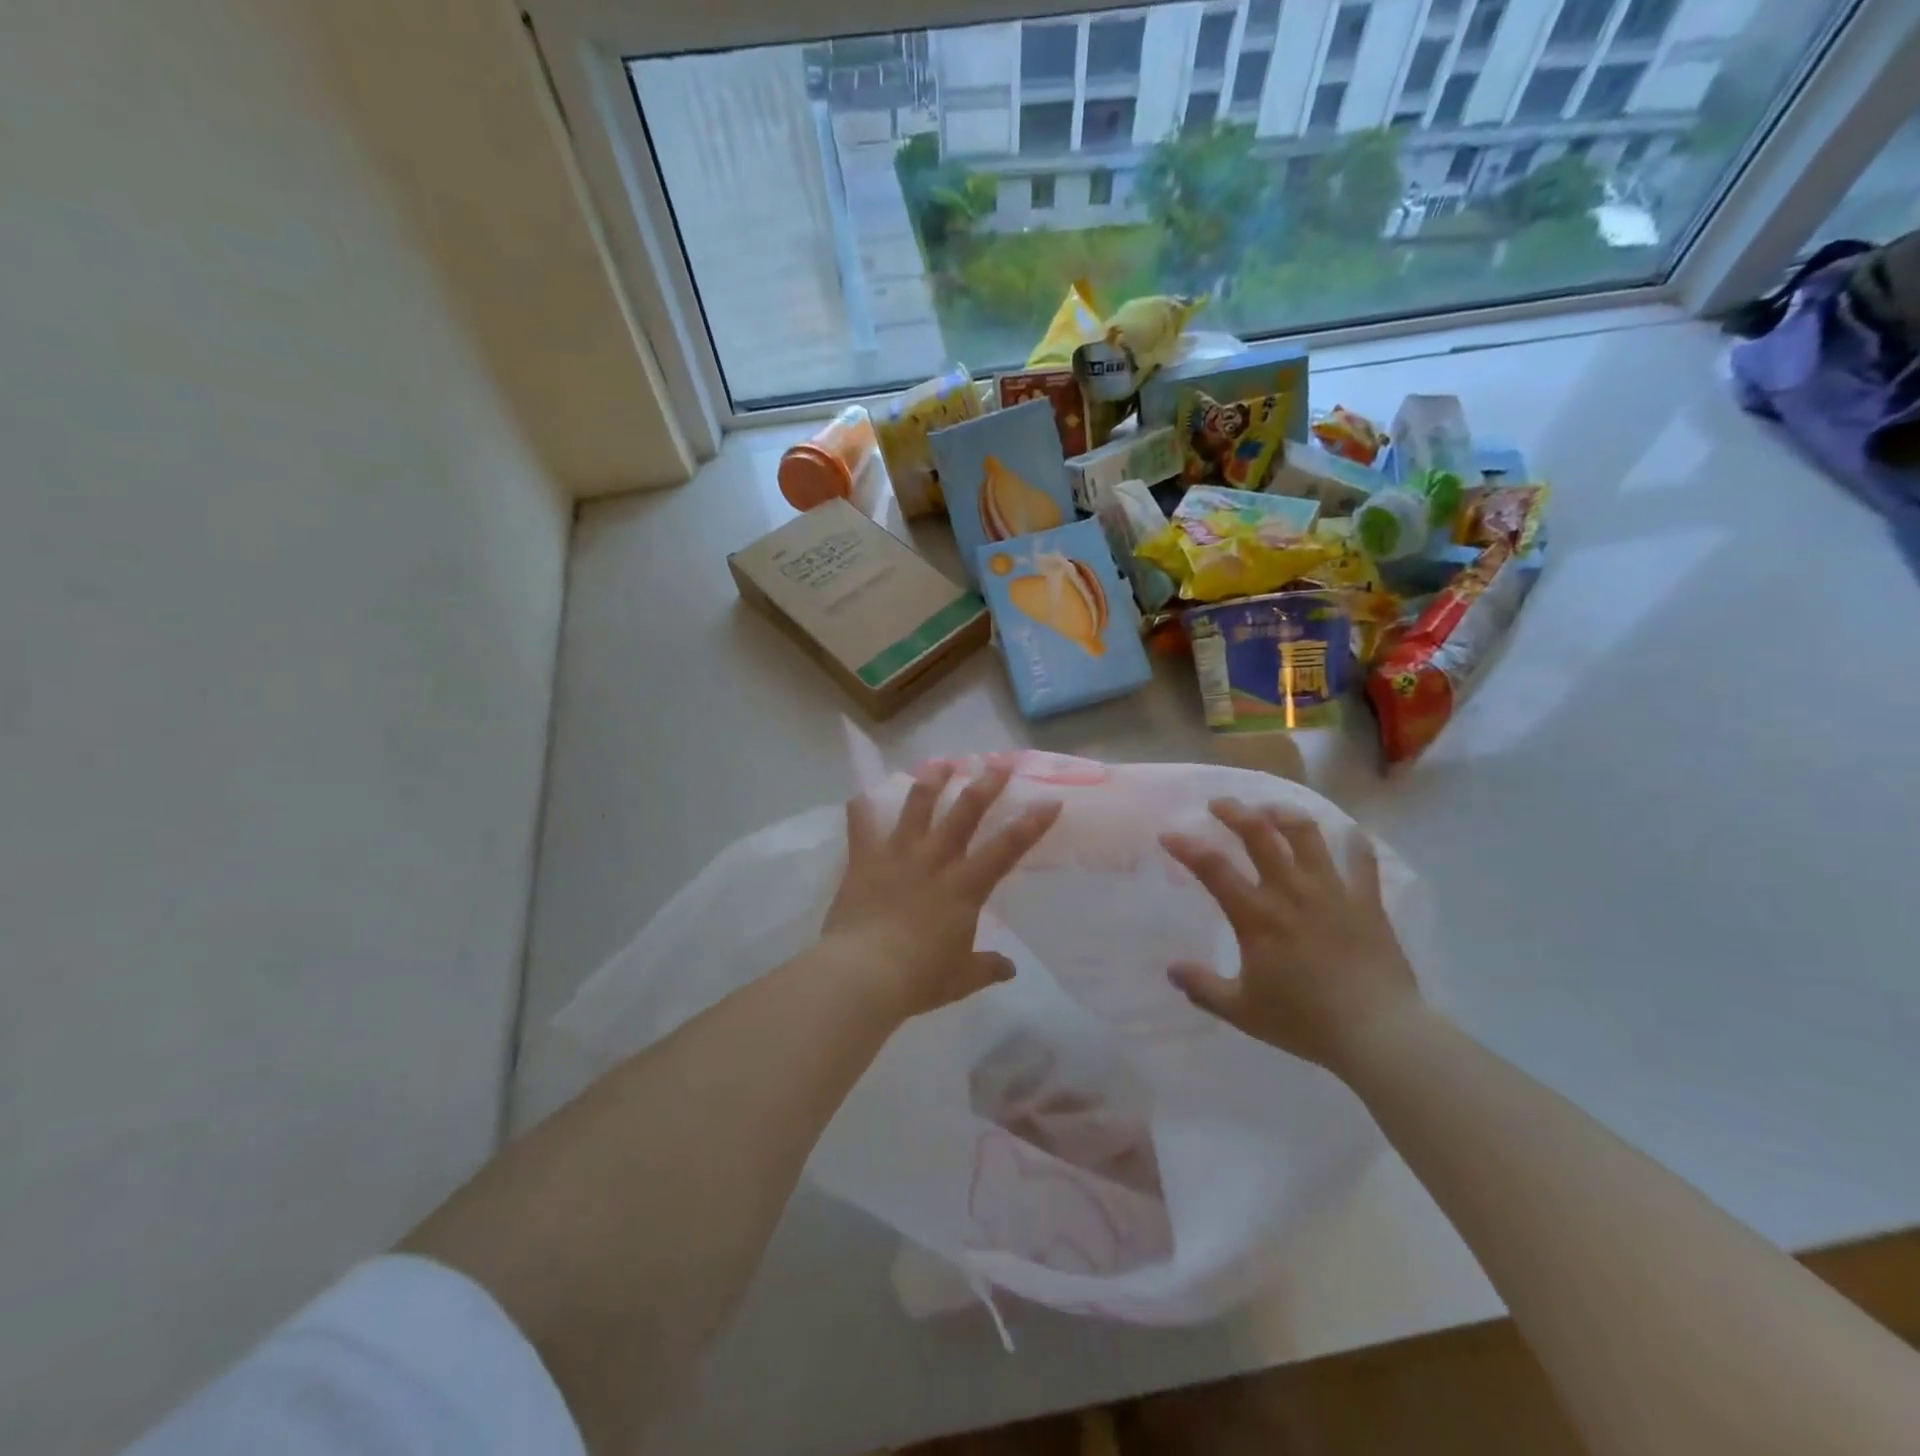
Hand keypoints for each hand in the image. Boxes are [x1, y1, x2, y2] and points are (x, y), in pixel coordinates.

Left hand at [823, 763, 1061, 1022]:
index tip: (1050, 800)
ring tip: (941, 762)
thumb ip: (987, 967)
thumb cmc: (917, 979)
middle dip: (986, 784)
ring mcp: (897, 855)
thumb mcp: (961, 978)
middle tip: (999, 762)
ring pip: (917, 806)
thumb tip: (1009, 968)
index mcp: (964, 887)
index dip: (1031, 823)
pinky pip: (861, 826)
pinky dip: (861, 809)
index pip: (1006, 848)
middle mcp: (934, 860)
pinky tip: (861, 795)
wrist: (861, 975)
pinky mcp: (864, 859)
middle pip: (964, 812)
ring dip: (932, 780)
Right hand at [1160, 798, 1420, 1073]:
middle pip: (1260, 834)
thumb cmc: (1305, 1021)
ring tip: (1271, 809)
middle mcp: (1291, 892)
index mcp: (1257, 916)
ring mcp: (1332, 892)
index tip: (1169, 835)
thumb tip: (1172, 970)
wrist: (1378, 1034)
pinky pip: (1362, 861)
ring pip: (1308, 835)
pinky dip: (1355, 843)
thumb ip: (1202, 987)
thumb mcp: (1241, 1011)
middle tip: (1219, 804)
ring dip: (1285, 814)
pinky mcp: (1367, 902)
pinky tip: (1349, 833)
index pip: (1213, 867)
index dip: (1186, 847)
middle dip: (1235, 811)